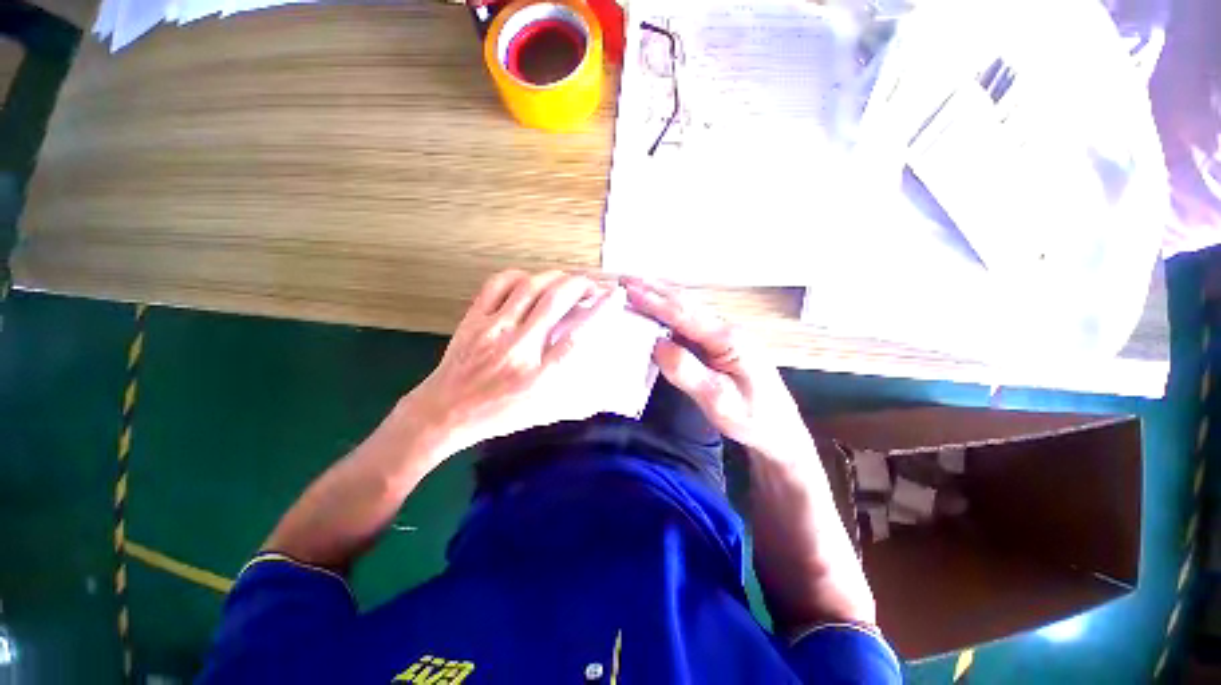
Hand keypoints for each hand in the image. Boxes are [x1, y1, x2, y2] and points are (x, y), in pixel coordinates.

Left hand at [406, 270, 617, 454]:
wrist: (443, 412)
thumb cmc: (499, 416)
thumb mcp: (544, 414)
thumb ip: (578, 400)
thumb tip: (609, 392)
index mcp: (538, 377)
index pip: (576, 337)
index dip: (599, 312)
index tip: (614, 296)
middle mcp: (517, 349)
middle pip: (555, 302)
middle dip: (580, 285)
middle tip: (592, 285)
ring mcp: (492, 330)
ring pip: (529, 288)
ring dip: (555, 277)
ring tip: (567, 280)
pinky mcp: (473, 320)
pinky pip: (497, 285)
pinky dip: (519, 276)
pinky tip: (530, 280)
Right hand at [622, 277, 808, 456]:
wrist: (779, 429)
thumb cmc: (752, 418)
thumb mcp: (719, 402)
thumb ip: (688, 372)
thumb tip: (658, 345)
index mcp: (728, 340)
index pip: (684, 314)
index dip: (654, 301)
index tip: (629, 290)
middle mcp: (726, 330)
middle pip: (685, 303)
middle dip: (653, 289)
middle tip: (625, 279)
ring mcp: (723, 335)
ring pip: (688, 308)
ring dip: (660, 295)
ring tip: (636, 286)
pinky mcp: (719, 344)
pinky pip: (689, 321)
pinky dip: (669, 310)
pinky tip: (657, 309)